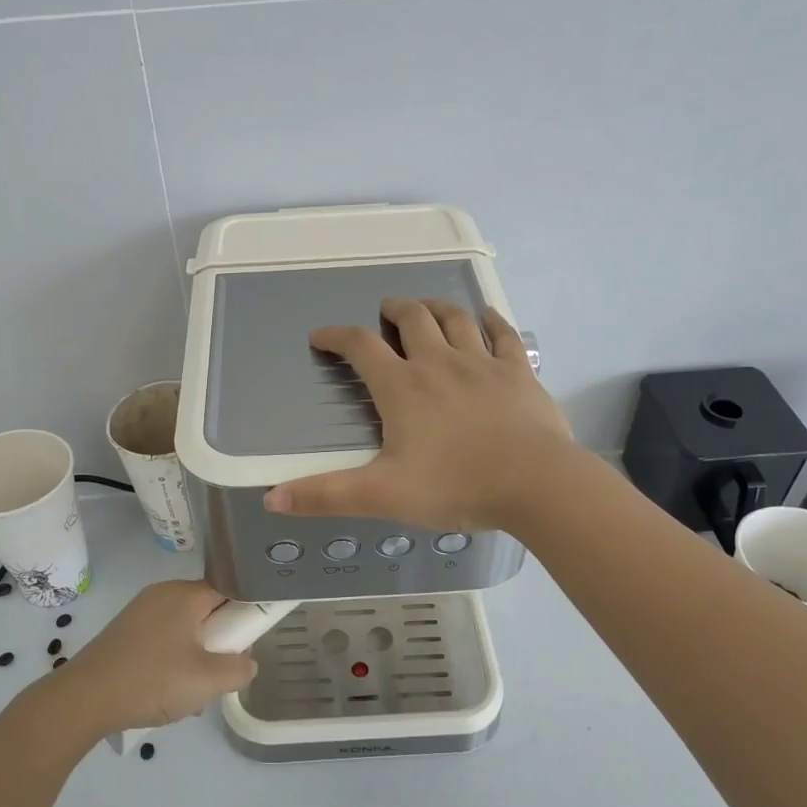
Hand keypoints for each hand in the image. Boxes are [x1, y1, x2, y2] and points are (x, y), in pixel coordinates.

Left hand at [55, 580, 257, 736]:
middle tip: (221, 673)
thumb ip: (239, 669)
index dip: (246, 613)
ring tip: (194, 693)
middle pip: (207, 610)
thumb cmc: (151, 680)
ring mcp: (140, 612)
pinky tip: (169, 694)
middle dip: (220, 642)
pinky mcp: (125, 632)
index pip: (230, 589)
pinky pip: (163, 639)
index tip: (249, 642)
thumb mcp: (207, 681)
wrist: (83, 699)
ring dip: (197, 657)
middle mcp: (163, 594)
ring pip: (185, 629)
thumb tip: (248, 663)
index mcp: (185, 594)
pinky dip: (174, 661)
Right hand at [264, 298, 578, 532]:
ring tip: (425, 308)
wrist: (535, 483)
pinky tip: (486, 317)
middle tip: (385, 313)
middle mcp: (439, 363)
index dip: (336, 337)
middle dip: (393, 311)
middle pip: (412, 319)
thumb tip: (271, 498)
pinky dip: (491, 320)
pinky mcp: (519, 372)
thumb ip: (326, 495)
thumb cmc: (455, 486)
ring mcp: (482, 363)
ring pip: (455, 318)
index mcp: (402, 387)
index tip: (321, 337)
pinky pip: (503, 334)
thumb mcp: (382, 495)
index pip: (360, 348)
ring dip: (436, 307)